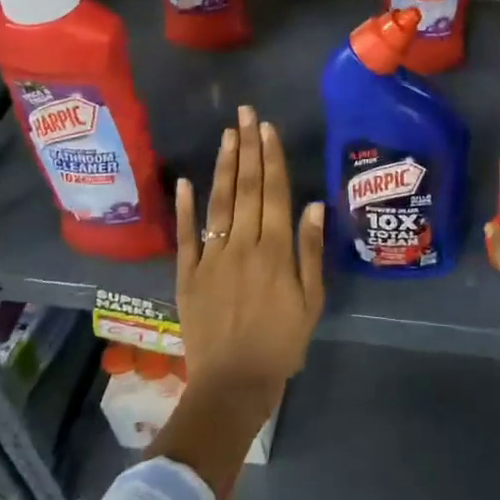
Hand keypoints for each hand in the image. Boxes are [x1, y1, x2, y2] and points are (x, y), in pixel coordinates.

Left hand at [173, 105, 325, 400]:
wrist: (233, 385)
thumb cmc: (282, 343)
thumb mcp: (311, 301)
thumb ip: (310, 251)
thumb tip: (314, 204)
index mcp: (276, 250)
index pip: (274, 192)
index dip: (271, 157)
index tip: (267, 128)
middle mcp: (243, 245)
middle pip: (246, 188)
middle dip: (247, 148)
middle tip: (245, 114)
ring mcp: (212, 257)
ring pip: (219, 203)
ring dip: (223, 166)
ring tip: (227, 135)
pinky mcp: (188, 275)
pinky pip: (186, 236)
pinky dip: (185, 208)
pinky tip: (185, 181)